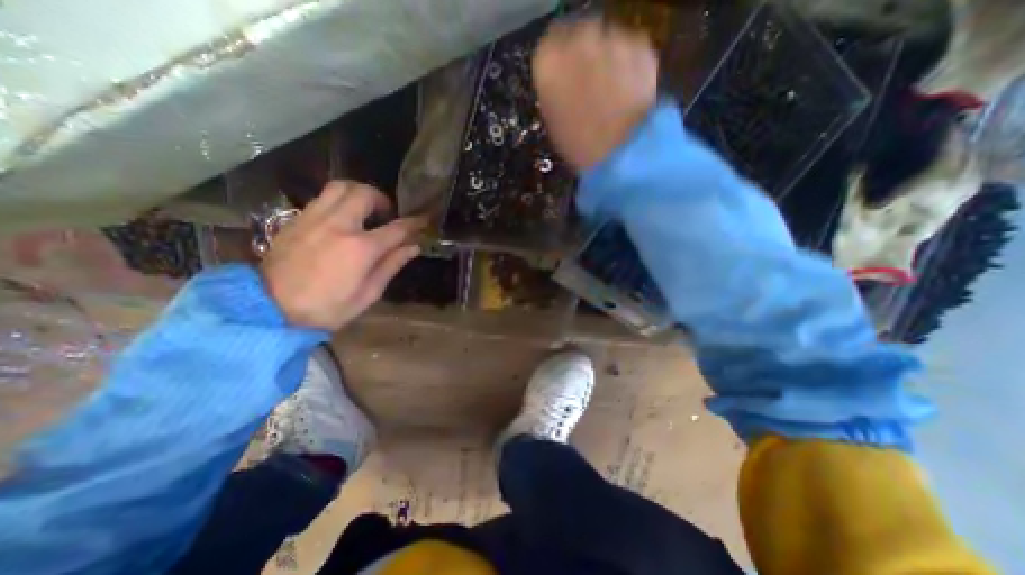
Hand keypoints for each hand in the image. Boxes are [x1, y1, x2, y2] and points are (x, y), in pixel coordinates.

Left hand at [264, 180, 427, 331]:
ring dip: (359, 193)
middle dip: (382, 199)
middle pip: (365, 193)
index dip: (414, 223)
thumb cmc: (327, 307)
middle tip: (387, 214)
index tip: (423, 220)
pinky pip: (323, 198)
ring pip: (340, 187)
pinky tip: (341, 218)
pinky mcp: (296, 220)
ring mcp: (314, 219)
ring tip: (364, 209)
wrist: (269, 308)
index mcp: (361, 248)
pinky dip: (339, 201)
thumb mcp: (368, 293)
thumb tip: (413, 247)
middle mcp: (339, 225)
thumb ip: (392, 265)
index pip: (396, 228)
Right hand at [532, 15, 659, 170]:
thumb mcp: (552, 117)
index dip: (562, 58)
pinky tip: (629, 90)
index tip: (568, 72)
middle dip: (587, 52)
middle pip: (581, 32)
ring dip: (610, 57)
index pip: (551, 41)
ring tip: (613, 90)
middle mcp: (578, 37)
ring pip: (610, 39)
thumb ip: (555, 86)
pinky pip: (633, 48)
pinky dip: (631, 64)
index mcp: (549, 59)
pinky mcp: (641, 44)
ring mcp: (612, 37)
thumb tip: (563, 77)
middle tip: (592, 81)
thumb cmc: (578, 145)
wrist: (617, 154)